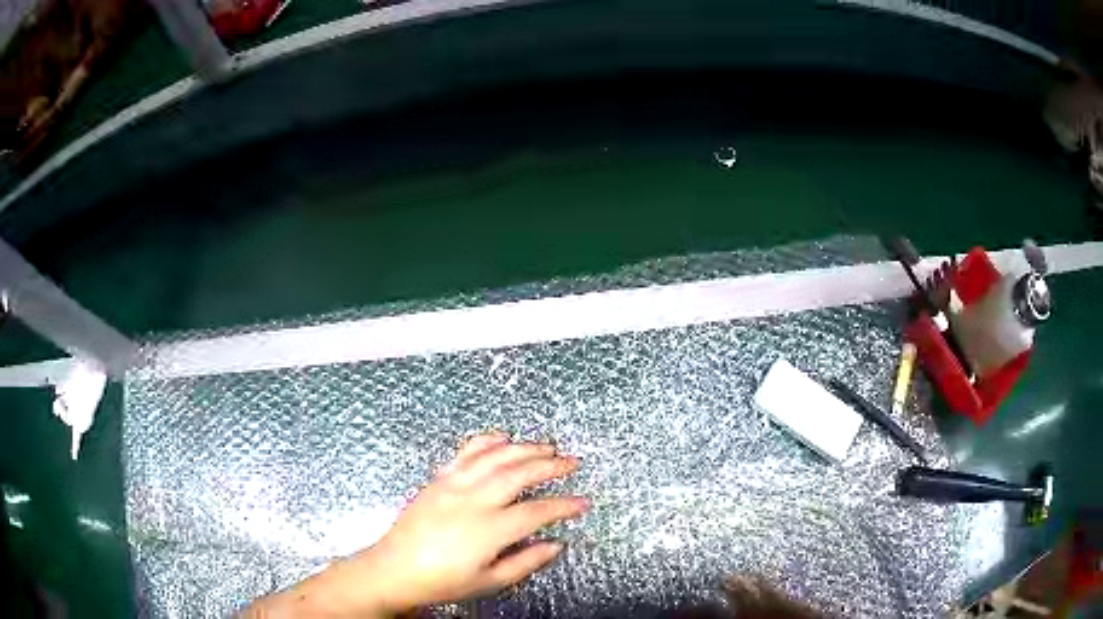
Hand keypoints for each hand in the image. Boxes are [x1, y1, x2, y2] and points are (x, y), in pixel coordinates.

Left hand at [245, 433, 586, 616]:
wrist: (394, 569)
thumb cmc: (443, 581)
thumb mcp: (489, 582)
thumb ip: (526, 562)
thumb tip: (556, 544)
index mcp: (488, 530)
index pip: (536, 512)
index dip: (563, 505)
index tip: (582, 502)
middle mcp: (473, 500)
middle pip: (519, 473)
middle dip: (550, 465)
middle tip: (572, 462)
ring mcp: (453, 485)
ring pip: (494, 456)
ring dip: (524, 447)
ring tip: (546, 446)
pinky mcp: (438, 479)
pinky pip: (466, 452)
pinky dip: (487, 441)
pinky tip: (502, 437)